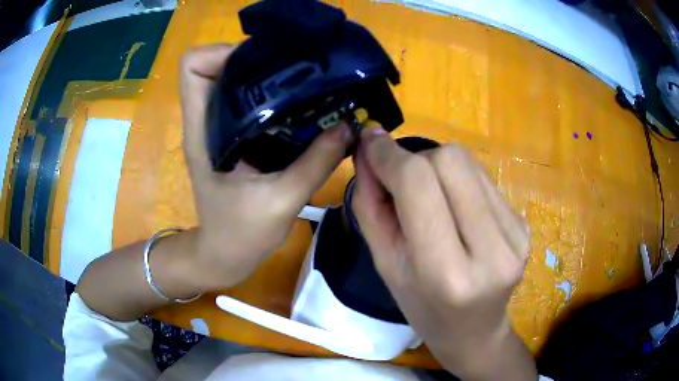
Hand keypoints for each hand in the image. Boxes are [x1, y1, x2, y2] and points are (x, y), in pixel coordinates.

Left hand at [180, 45, 352, 289]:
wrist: (223, 255)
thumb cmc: (240, 234)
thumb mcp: (281, 202)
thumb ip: (316, 163)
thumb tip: (348, 127)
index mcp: (203, 131)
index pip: (193, 67)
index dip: (222, 54)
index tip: (261, 64)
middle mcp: (207, 121)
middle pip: (219, 65)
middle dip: (256, 59)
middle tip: (296, 69)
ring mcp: (219, 128)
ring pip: (236, 81)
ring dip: (268, 76)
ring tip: (304, 83)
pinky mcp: (234, 137)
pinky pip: (251, 102)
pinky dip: (274, 97)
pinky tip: (301, 107)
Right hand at [352, 127, 534, 379]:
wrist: (474, 331)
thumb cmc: (422, 307)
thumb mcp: (384, 264)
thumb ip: (370, 204)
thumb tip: (368, 148)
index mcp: (446, 273)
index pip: (419, 184)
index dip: (389, 155)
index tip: (369, 142)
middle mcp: (491, 250)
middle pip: (450, 160)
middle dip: (416, 159)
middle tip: (402, 181)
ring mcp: (515, 235)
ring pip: (468, 163)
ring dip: (438, 168)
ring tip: (430, 198)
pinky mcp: (525, 224)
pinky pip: (483, 178)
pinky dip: (459, 181)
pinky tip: (456, 209)